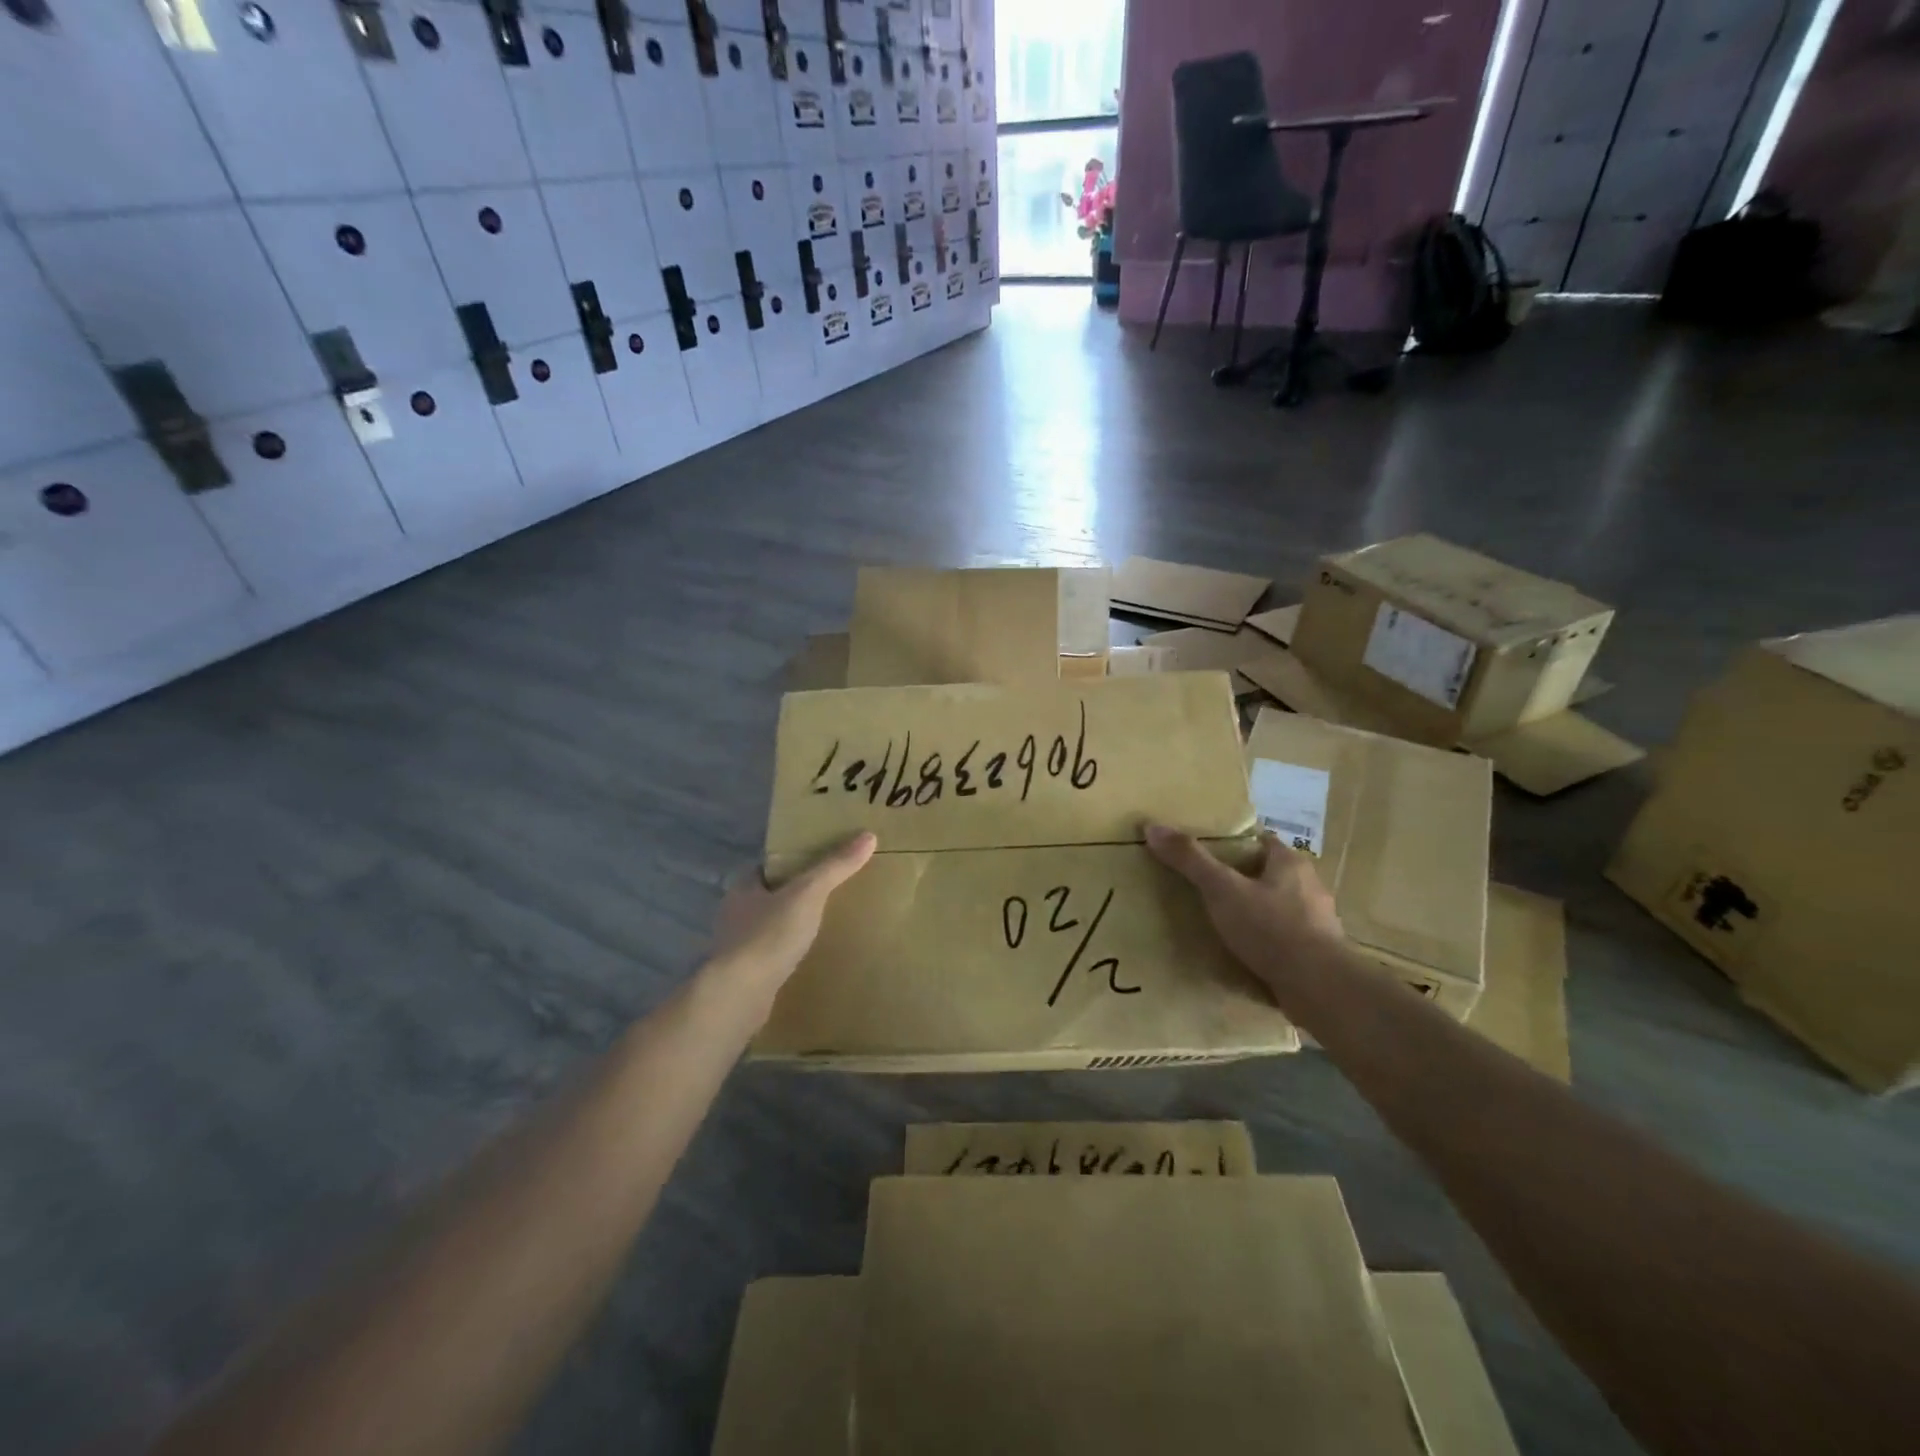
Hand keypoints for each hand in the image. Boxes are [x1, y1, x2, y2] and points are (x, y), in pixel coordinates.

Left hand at [709, 832, 877, 997]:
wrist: (739, 996)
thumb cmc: (769, 935)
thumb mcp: (808, 893)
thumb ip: (835, 866)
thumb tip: (868, 835)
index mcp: (743, 888)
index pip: (766, 866)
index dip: (789, 862)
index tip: (816, 861)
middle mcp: (735, 914)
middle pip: (768, 896)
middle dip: (793, 895)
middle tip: (827, 892)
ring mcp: (737, 947)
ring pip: (768, 927)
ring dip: (789, 926)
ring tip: (822, 925)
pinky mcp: (744, 975)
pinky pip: (770, 956)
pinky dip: (786, 953)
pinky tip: (807, 958)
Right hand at [1145, 825, 1343, 997]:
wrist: (1319, 987)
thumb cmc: (1270, 927)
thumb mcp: (1221, 889)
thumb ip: (1190, 860)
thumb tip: (1153, 827)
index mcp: (1290, 863)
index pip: (1261, 841)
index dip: (1235, 845)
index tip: (1209, 853)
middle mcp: (1309, 886)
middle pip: (1269, 873)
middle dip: (1243, 879)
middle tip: (1209, 888)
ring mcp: (1317, 922)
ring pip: (1279, 907)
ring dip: (1256, 912)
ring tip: (1224, 923)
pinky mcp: (1317, 953)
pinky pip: (1285, 938)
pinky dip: (1266, 941)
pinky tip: (1246, 953)